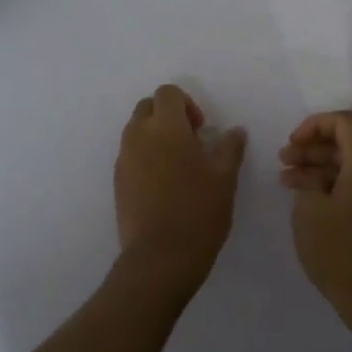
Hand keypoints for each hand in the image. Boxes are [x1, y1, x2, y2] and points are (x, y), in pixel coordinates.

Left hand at [114, 85, 248, 301]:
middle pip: (147, 107)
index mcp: (166, 127)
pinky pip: (130, 155)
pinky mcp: (117, 182)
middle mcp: (139, 136)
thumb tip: (234, 131)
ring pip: (136, 131)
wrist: (160, 258)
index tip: (201, 129)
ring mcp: (124, 159)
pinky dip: (145, 157)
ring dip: (155, 136)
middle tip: (190, 142)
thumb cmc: (198, 211)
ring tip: (179, 165)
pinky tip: (164, 185)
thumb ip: (229, 147)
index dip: (186, 103)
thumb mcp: (225, 178)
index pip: (167, 93)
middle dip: (168, 115)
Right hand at [278, 111, 351, 324]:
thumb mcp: (310, 210)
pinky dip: (332, 185)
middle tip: (283, 160)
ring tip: (286, 180)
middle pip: (347, 143)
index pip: (344, 122)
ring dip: (318, 168)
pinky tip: (307, 200)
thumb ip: (308, 181)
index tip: (291, 143)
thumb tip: (312, 176)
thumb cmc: (341, 251)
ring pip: (349, 167)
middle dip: (312, 147)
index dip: (314, 125)